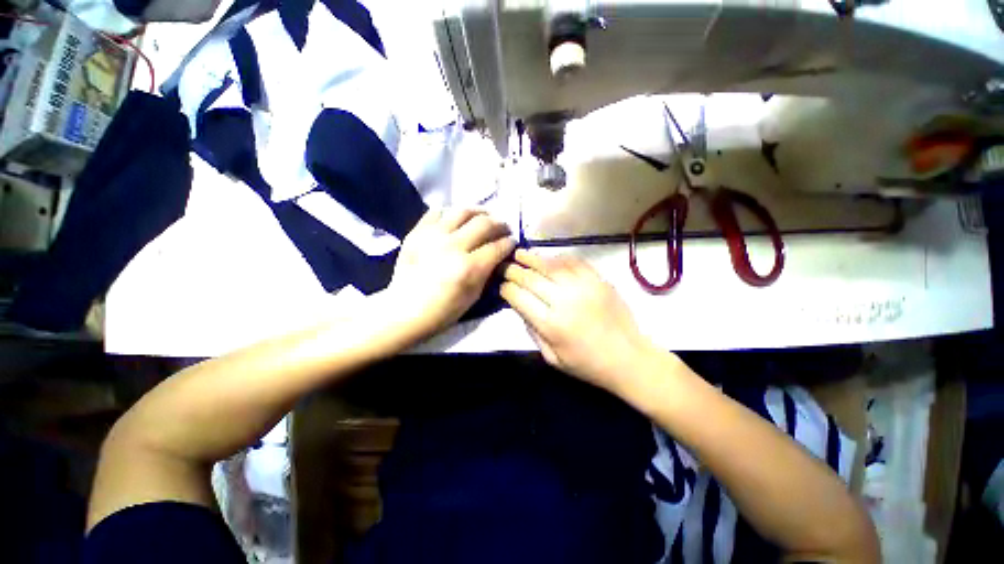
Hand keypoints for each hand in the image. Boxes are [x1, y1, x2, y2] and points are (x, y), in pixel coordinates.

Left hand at [385, 208, 514, 337]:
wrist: (405, 310)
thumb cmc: (444, 310)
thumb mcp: (474, 296)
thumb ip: (488, 271)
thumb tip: (498, 254)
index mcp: (469, 268)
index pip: (498, 246)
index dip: (509, 242)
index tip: (512, 241)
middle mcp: (453, 247)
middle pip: (484, 223)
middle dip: (499, 224)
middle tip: (502, 228)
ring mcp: (433, 236)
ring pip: (463, 211)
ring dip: (479, 212)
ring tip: (483, 217)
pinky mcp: (417, 232)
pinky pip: (437, 212)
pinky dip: (450, 214)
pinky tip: (456, 221)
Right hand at [501, 250, 655, 391]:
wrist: (629, 358)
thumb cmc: (587, 364)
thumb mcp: (552, 358)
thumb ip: (532, 330)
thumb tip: (519, 305)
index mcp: (551, 324)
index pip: (519, 297)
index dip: (506, 289)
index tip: (501, 286)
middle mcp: (564, 300)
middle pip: (531, 278)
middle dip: (514, 270)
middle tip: (505, 265)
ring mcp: (583, 287)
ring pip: (550, 265)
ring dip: (532, 258)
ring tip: (520, 253)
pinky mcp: (598, 280)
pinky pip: (573, 261)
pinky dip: (557, 258)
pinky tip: (549, 258)